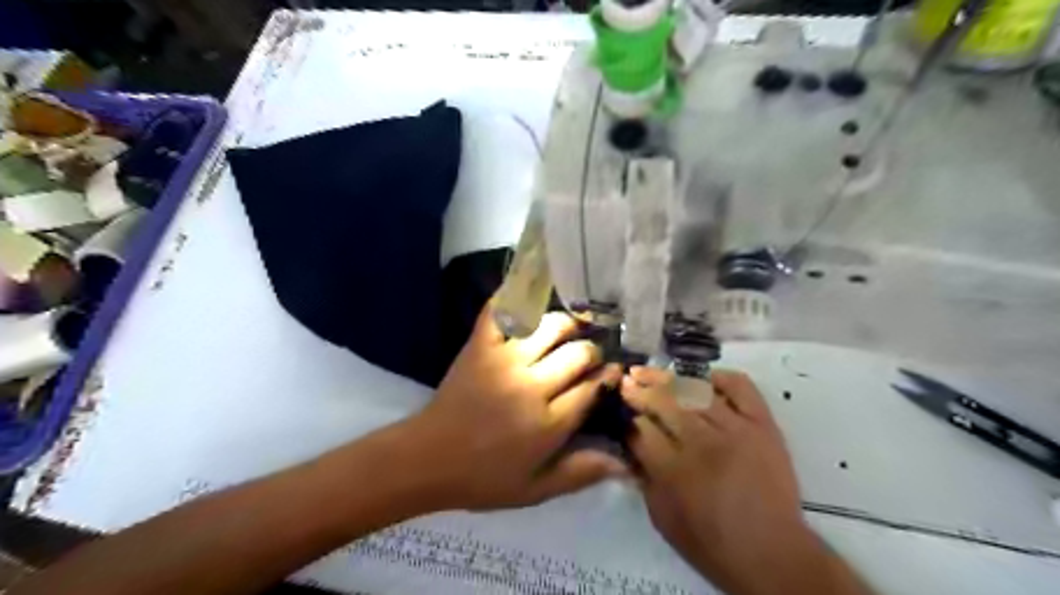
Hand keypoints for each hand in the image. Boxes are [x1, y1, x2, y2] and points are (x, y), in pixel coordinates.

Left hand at [405, 307, 622, 510]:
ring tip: (569, 328)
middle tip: (589, 355)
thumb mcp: (536, 489)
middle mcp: (532, 385)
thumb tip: (625, 461)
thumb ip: (581, 472)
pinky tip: (531, 296)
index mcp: (549, 423)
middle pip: (579, 353)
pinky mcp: (480, 345)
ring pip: (550, 325)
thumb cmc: (484, 478)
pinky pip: (501, 311)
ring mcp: (504, 360)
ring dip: (567, 324)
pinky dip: (516, 297)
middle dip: (592, 351)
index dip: (608, 376)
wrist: (427, 458)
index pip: (593, 386)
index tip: (612, 371)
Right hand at [624, 367, 865, 594]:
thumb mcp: (661, 517)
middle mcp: (702, 443)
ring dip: (666, 378)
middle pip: (663, 402)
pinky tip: (702, 378)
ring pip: (694, 390)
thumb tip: (631, 444)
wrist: (771, 553)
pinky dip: (720, 377)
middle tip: (626, 381)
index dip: (627, 416)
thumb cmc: (710, 542)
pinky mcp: (762, 424)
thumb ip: (642, 477)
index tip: (619, 408)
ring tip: (649, 372)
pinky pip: (741, 387)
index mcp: (674, 470)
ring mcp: (736, 429)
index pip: (641, 429)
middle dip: (639, 390)